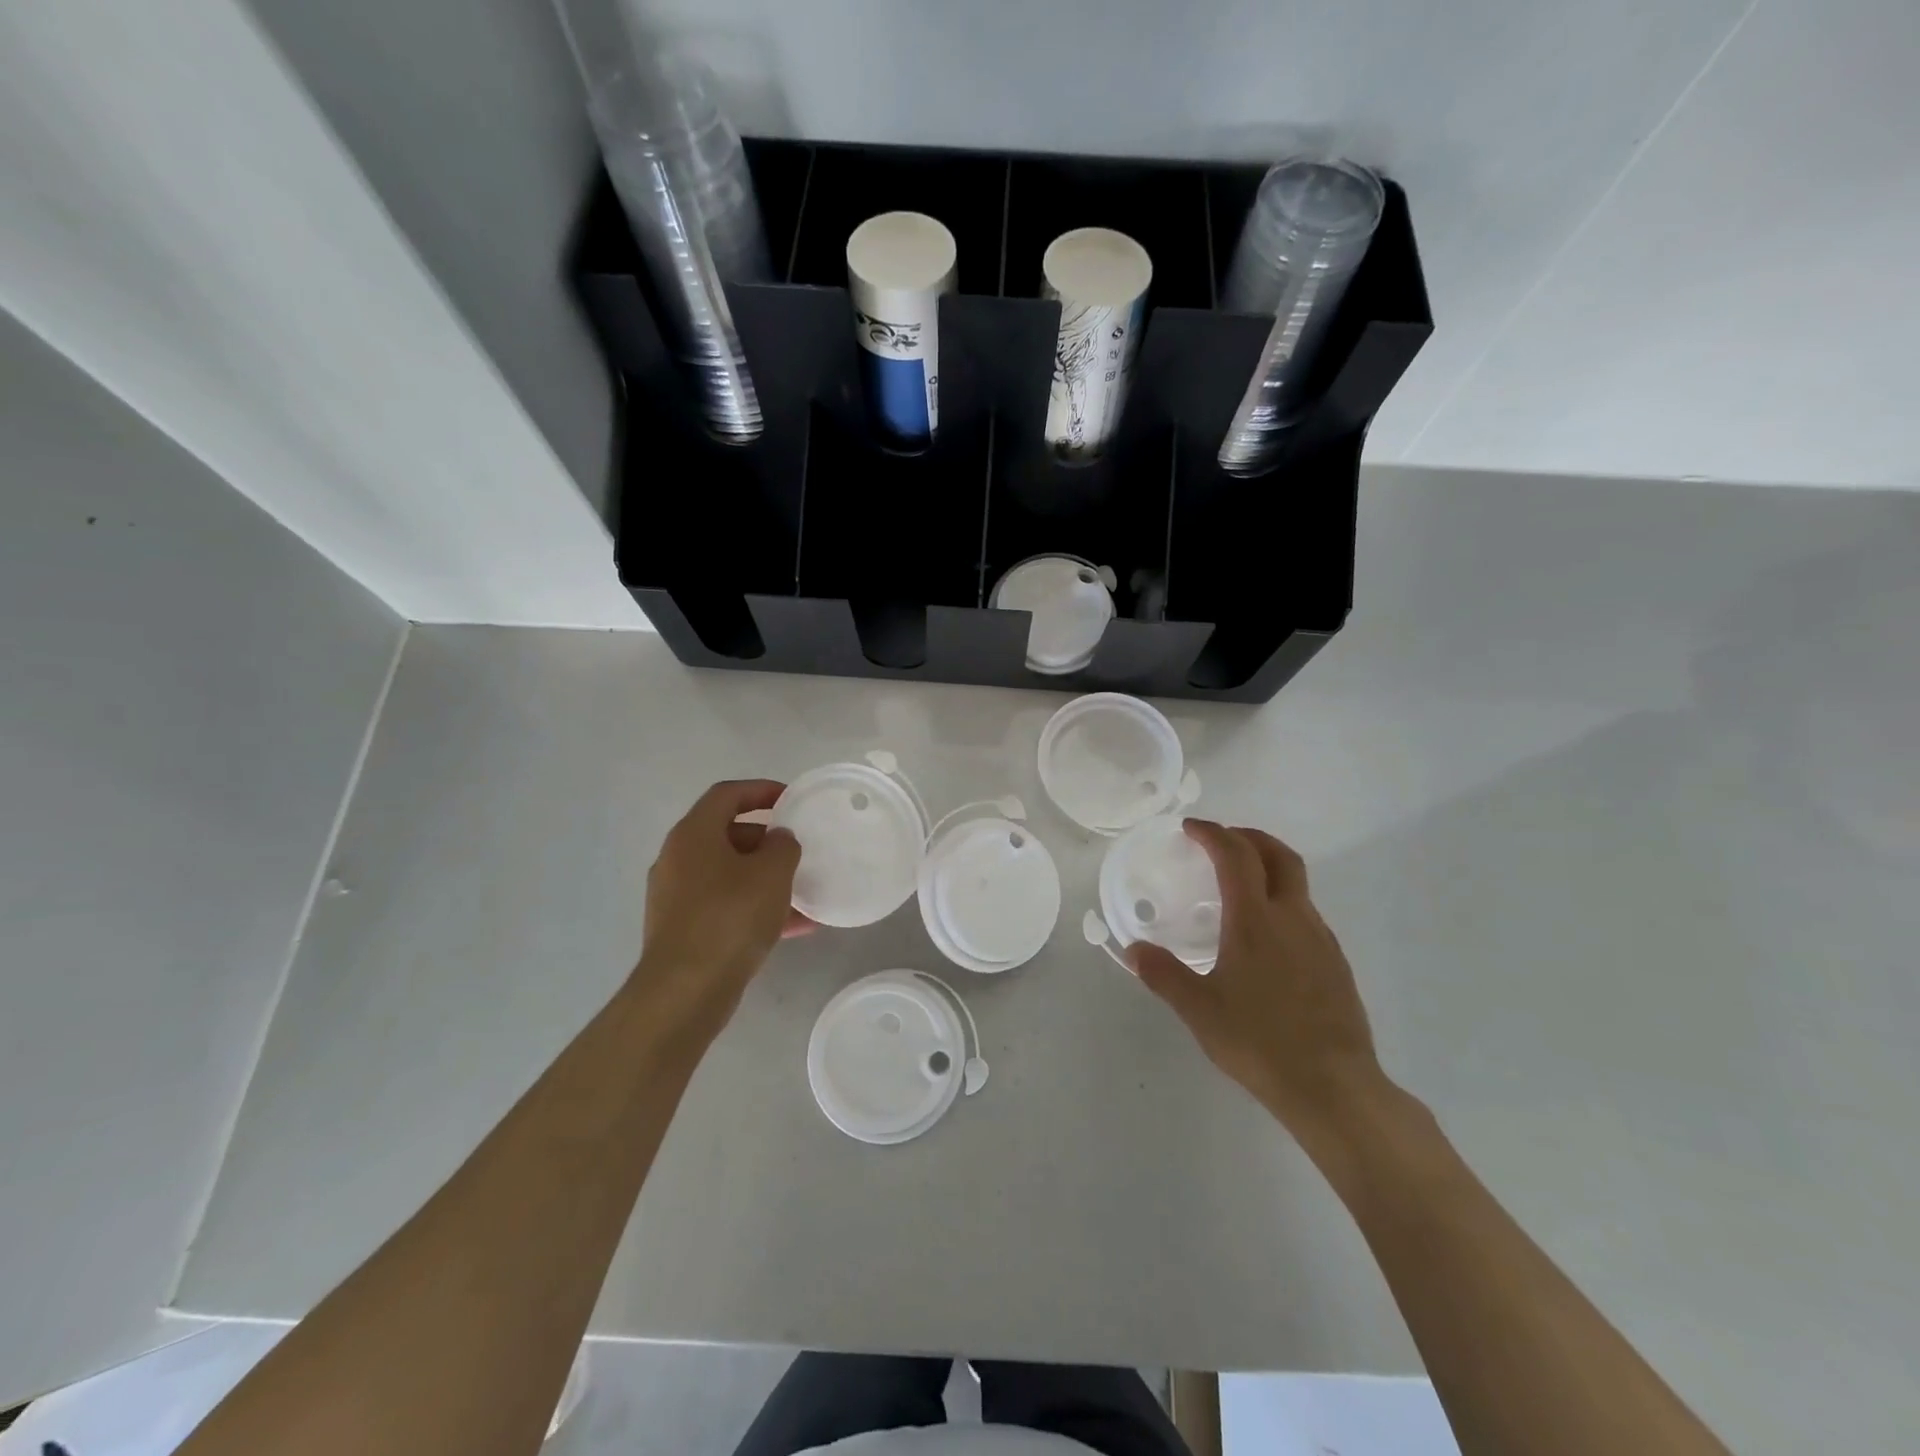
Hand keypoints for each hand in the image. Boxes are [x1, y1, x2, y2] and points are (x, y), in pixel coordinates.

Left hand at [633, 780, 808, 1035]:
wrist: (685, 990)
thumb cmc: (730, 918)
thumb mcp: (772, 873)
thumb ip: (783, 846)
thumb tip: (778, 841)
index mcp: (693, 834)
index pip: (727, 794)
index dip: (761, 790)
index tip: (791, 799)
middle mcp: (678, 858)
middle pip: (727, 834)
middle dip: (766, 840)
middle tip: (797, 851)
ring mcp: (676, 896)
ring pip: (728, 874)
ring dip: (765, 879)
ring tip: (803, 892)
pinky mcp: (682, 929)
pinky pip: (725, 905)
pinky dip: (755, 907)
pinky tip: (794, 927)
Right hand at [1128, 820, 1389, 1148]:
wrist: (1334, 1087)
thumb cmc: (1259, 1042)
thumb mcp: (1199, 1009)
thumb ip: (1164, 974)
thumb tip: (1133, 950)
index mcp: (1255, 919)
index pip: (1236, 855)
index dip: (1213, 833)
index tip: (1191, 829)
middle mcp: (1292, 917)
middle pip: (1279, 855)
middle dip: (1250, 837)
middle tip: (1222, 839)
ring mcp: (1320, 939)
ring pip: (1297, 884)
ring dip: (1268, 868)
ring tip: (1240, 886)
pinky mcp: (1336, 963)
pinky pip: (1306, 914)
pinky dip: (1283, 901)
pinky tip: (1267, 936)